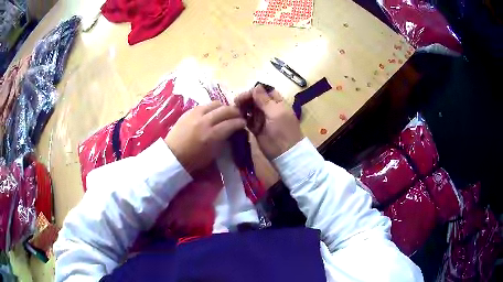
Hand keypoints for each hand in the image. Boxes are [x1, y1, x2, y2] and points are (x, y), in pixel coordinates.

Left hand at [165, 101, 245, 172]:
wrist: (173, 155)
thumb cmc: (194, 159)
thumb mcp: (214, 153)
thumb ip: (224, 140)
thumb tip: (232, 131)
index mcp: (212, 135)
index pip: (232, 123)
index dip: (240, 122)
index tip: (243, 123)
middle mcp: (205, 121)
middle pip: (226, 110)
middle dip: (235, 112)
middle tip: (238, 116)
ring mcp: (196, 114)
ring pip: (216, 103)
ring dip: (224, 107)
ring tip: (226, 112)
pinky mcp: (189, 111)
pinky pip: (205, 105)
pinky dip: (212, 108)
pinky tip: (213, 113)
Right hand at [235, 85, 303, 159]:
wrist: (285, 153)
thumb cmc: (283, 130)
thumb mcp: (275, 113)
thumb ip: (265, 100)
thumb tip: (256, 86)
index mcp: (277, 103)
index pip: (264, 91)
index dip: (254, 91)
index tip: (244, 95)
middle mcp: (269, 109)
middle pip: (256, 99)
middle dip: (246, 99)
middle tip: (236, 103)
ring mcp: (262, 119)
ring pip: (250, 109)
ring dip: (243, 108)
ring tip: (235, 111)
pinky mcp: (256, 129)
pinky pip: (247, 120)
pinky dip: (242, 118)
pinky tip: (237, 118)